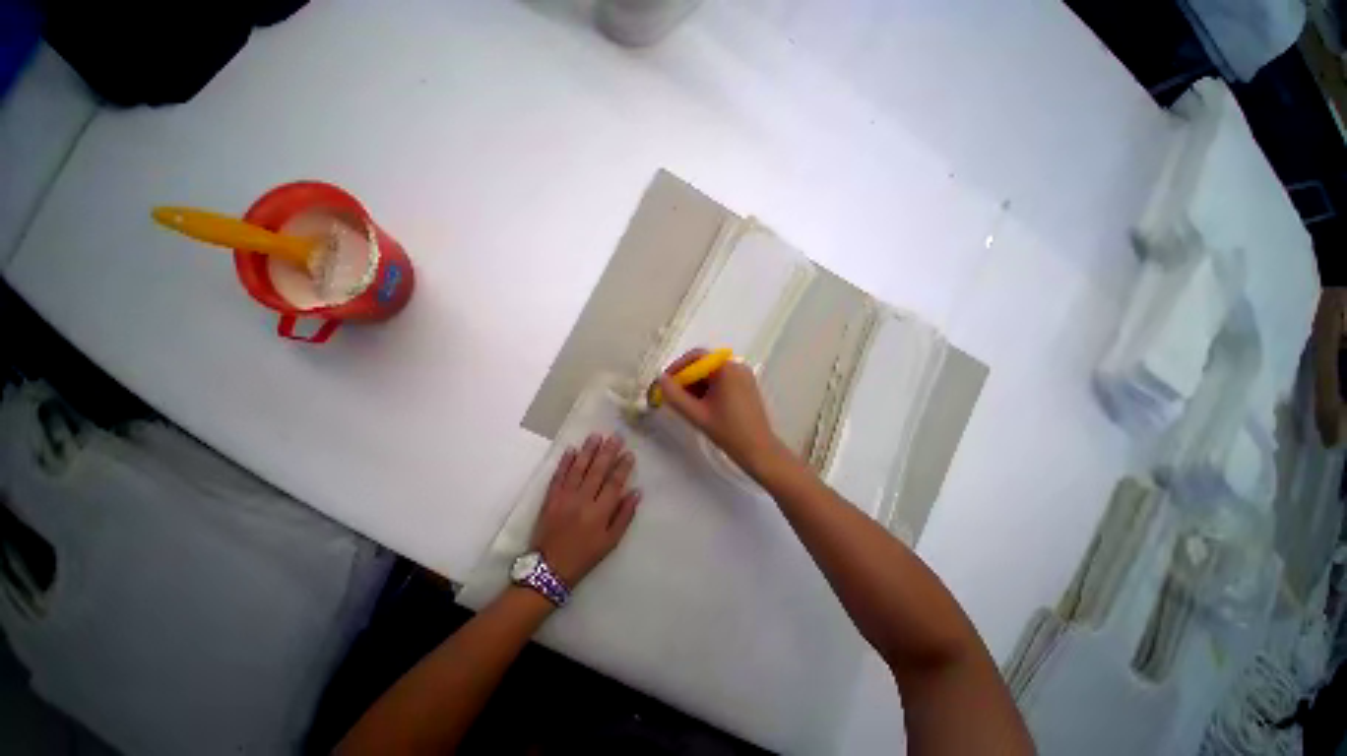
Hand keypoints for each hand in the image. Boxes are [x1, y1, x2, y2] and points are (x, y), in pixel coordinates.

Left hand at [531, 433, 640, 586]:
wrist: (548, 570)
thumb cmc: (584, 556)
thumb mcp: (610, 542)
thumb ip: (624, 516)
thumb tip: (637, 492)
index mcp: (600, 512)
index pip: (614, 483)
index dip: (623, 467)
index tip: (629, 453)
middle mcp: (583, 501)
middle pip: (597, 471)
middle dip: (608, 452)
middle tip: (616, 436)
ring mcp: (564, 498)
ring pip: (579, 469)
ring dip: (588, 451)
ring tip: (596, 435)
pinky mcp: (550, 499)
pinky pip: (558, 476)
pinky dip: (564, 462)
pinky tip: (571, 450)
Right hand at [655, 349, 791, 477]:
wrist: (758, 450)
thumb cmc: (728, 431)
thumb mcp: (697, 414)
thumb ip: (675, 396)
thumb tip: (661, 380)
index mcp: (727, 369)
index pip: (696, 357)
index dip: (677, 367)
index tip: (666, 382)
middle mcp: (737, 366)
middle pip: (705, 364)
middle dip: (687, 378)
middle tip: (674, 396)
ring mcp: (744, 376)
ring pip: (713, 373)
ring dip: (697, 384)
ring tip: (686, 404)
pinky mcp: (746, 386)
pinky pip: (722, 380)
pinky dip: (709, 388)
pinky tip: (702, 406)